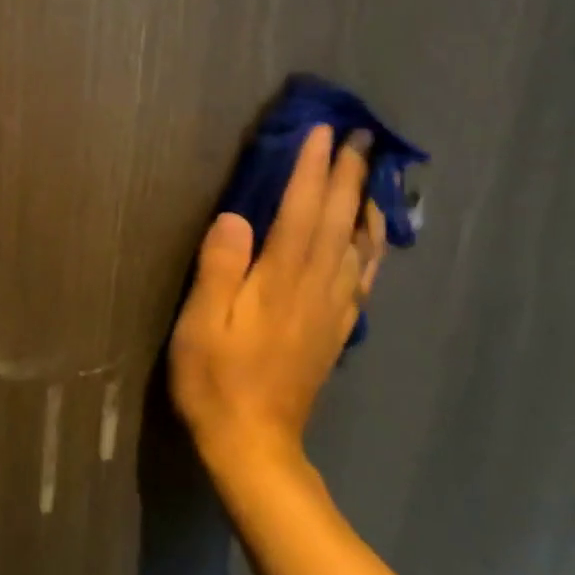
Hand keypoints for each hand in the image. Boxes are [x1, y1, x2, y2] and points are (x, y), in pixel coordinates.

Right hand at [170, 125, 384, 467]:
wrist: (254, 443)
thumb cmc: (214, 380)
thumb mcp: (200, 325)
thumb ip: (219, 269)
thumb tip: (235, 217)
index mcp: (280, 281)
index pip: (300, 212)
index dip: (311, 170)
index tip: (322, 131)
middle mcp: (315, 288)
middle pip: (337, 221)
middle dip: (348, 176)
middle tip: (361, 136)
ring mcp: (331, 310)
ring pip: (357, 245)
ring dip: (365, 203)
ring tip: (374, 172)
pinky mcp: (335, 329)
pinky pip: (362, 277)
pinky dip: (372, 247)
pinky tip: (374, 235)